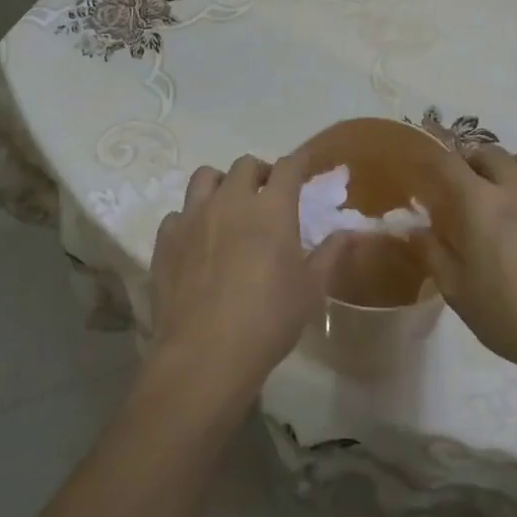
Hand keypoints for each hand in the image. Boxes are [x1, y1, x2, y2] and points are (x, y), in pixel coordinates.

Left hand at [146, 155, 348, 416]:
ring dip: (221, 184)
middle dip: (259, 173)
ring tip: (228, 207)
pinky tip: (196, 241)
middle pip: (245, 165)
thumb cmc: (268, 320)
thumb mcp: (310, 290)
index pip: (287, 167)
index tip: (303, 166)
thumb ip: (329, 254)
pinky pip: (178, 213)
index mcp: (271, 208)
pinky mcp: (166, 239)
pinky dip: (190, 219)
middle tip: (266, 195)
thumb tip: (351, 233)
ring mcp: (193, 217)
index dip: (297, 162)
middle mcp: (231, 200)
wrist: (205, 354)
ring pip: (205, 177)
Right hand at [426, 145, 516, 380]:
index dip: (431, 158)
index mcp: (482, 204)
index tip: (423, 166)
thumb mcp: (458, 292)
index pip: (449, 163)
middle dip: (470, 161)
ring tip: (502, 191)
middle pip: (490, 152)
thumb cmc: (511, 317)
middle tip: (462, 186)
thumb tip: (416, 228)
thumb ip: (433, 253)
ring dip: (508, 166)